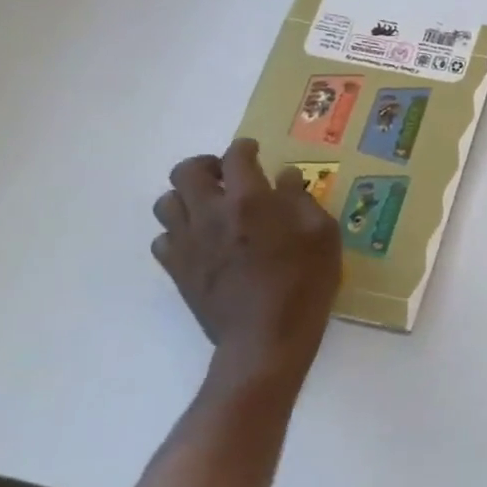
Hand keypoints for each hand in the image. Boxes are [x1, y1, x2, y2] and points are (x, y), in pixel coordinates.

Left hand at [151, 139, 341, 383]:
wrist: (266, 338)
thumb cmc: (305, 283)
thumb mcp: (323, 235)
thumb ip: (303, 200)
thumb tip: (286, 178)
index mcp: (249, 200)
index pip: (235, 157)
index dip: (244, 148)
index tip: (254, 151)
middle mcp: (210, 213)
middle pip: (185, 171)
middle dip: (206, 166)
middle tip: (227, 176)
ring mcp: (187, 242)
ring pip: (166, 202)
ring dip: (187, 197)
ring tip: (211, 207)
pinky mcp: (177, 269)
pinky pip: (163, 238)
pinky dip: (179, 232)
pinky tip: (202, 242)